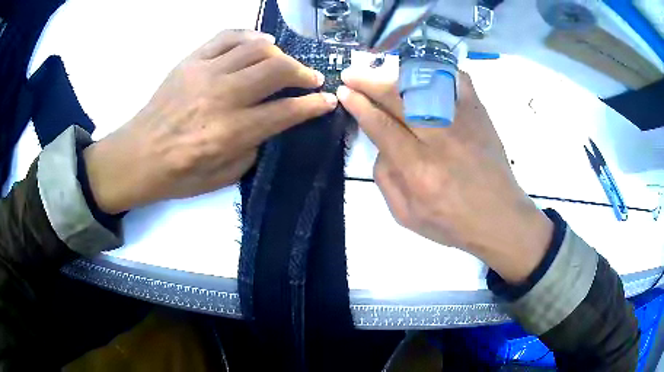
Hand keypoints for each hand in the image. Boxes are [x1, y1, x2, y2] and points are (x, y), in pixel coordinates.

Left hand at [84, 30, 337, 213]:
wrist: (137, 156)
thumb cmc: (178, 174)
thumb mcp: (223, 177)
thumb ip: (253, 148)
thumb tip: (270, 123)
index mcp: (231, 132)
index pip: (286, 111)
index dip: (314, 105)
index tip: (328, 100)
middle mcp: (222, 97)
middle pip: (277, 70)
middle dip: (303, 73)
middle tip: (311, 80)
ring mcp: (205, 73)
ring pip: (256, 48)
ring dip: (280, 54)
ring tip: (285, 63)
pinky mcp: (190, 61)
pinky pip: (226, 36)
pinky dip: (249, 35)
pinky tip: (259, 43)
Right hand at [337, 68, 552, 282]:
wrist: (499, 217)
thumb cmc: (452, 223)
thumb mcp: (406, 216)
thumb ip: (385, 179)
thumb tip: (380, 143)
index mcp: (419, 170)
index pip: (381, 126)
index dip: (360, 105)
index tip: (345, 91)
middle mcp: (440, 140)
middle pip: (399, 98)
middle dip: (369, 82)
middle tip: (352, 73)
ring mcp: (463, 122)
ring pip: (425, 84)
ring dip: (396, 74)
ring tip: (380, 71)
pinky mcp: (480, 114)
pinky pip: (458, 80)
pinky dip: (439, 70)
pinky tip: (423, 71)